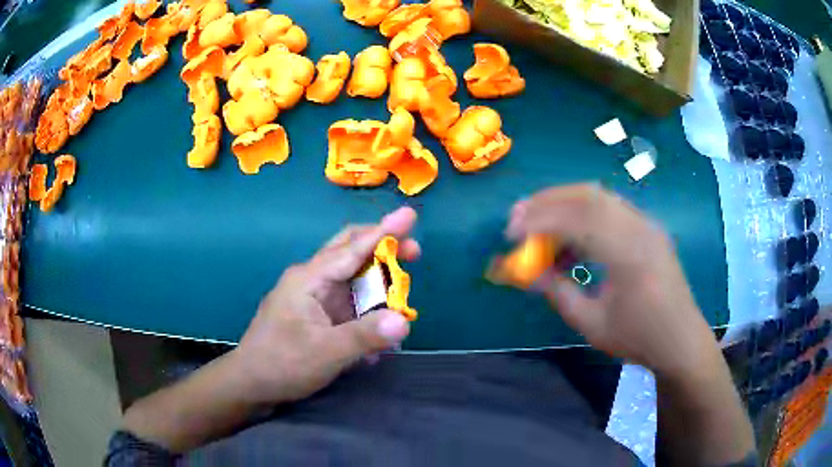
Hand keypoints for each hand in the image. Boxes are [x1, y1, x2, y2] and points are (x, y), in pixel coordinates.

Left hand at [232, 207, 419, 403]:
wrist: (251, 384)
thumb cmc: (282, 364)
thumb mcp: (325, 353)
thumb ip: (364, 336)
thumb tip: (403, 321)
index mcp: (309, 279)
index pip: (352, 248)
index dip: (384, 231)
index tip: (410, 215)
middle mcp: (310, 280)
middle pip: (349, 251)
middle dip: (382, 247)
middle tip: (414, 252)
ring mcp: (312, 297)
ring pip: (350, 276)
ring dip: (376, 280)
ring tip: (401, 294)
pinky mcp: (314, 314)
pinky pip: (346, 301)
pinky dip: (365, 306)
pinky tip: (377, 324)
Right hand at [507, 184, 719, 378]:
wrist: (680, 339)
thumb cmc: (638, 338)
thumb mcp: (592, 323)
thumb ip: (558, 292)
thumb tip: (528, 272)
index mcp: (628, 254)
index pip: (577, 220)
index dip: (539, 221)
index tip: (511, 232)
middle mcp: (640, 228)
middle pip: (588, 195)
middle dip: (548, 201)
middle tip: (519, 215)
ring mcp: (647, 224)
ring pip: (600, 197)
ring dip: (565, 203)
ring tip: (540, 223)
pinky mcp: (648, 228)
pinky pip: (611, 209)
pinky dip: (585, 215)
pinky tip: (573, 239)